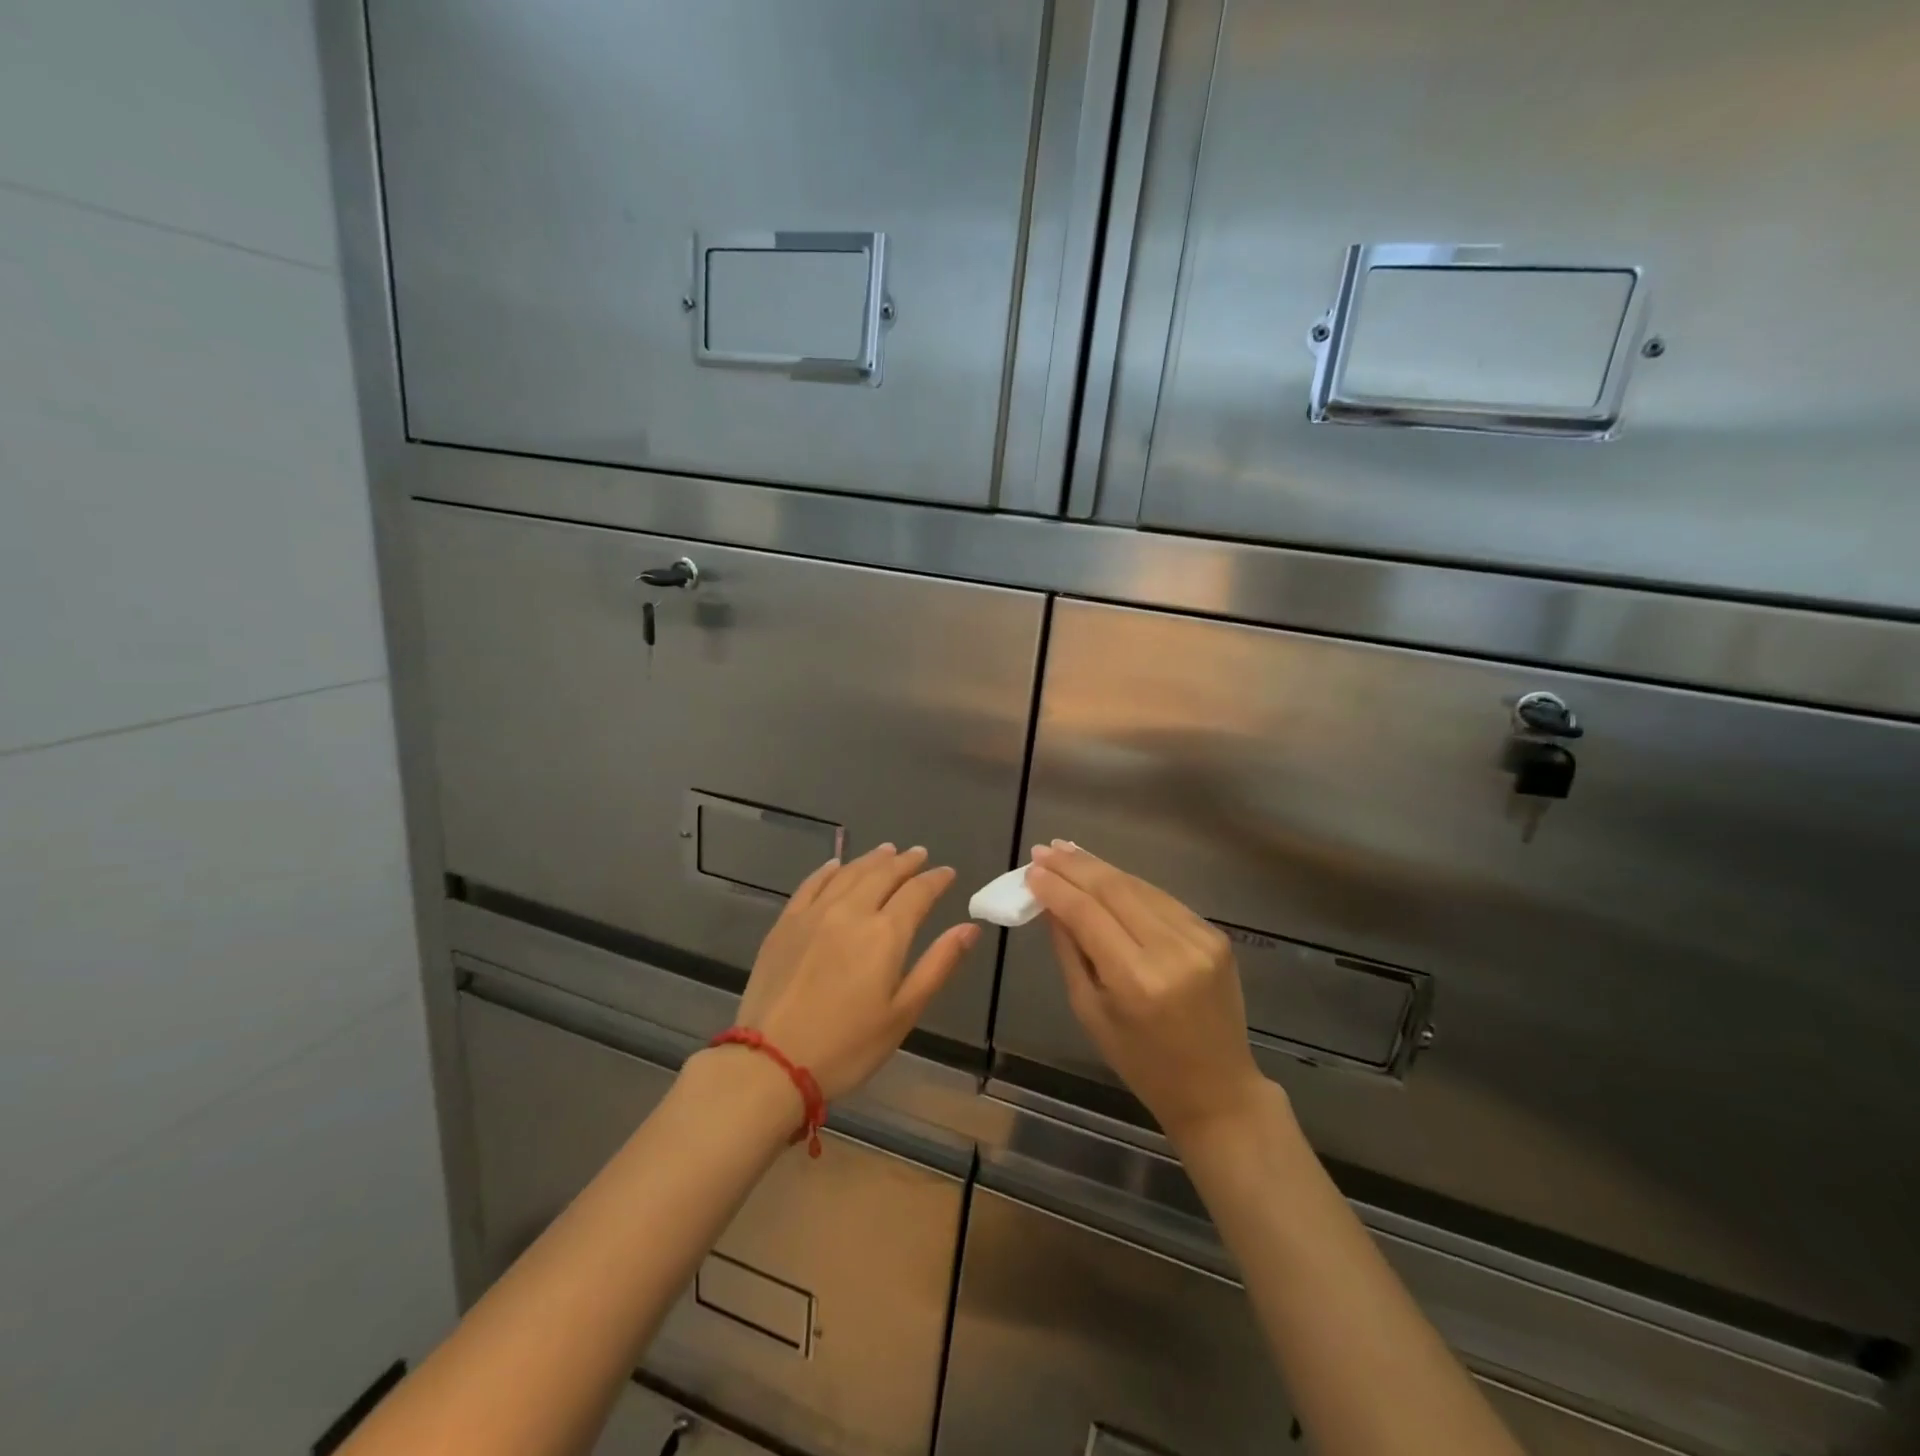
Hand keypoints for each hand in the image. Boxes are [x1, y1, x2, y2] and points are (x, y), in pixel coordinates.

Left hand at [732, 844, 977, 1101]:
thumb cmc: (848, 1046)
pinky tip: (836, 865)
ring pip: (849, 873)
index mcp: (885, 934)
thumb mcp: (903, 1013)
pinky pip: (811, 884)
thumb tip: (970, 927)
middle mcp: (851, 912)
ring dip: (871, 859)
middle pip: (883, 874)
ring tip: (887, 851)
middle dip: (905, 862)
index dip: (936, 880)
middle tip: (919, 854)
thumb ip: (938, 964)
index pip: (918, 893)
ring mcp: (814, 914)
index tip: (947, 872)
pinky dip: (828, 870)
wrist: (772, 1062)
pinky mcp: (785, 924)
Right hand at [1027, 842, 1269, 1143]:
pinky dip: (1130, 885)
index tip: (1031, 870)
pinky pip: (1162, 899)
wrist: (1217, 1088)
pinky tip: (1106, 875)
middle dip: (1075, 866)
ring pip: (1139, 886)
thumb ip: (1070, 951)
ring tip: (1068, 852)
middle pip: (1115, 890)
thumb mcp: (1090, 1011)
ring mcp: (1200, 939)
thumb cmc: (1142, 1062)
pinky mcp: (1215, 935)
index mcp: (1137, 981)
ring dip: (1100, 868)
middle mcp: (1172, 951)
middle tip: (1044, 850)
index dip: (1056, 888)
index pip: (1088, 915)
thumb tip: (1050, 904)